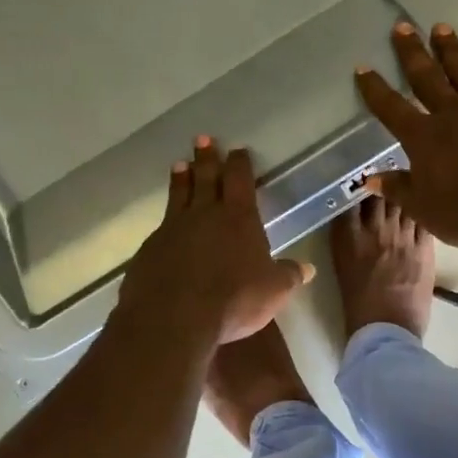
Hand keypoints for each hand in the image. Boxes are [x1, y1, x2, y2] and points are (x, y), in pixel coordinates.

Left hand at [119, 138, 313, 344]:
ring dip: (181, 179)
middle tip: (203, 139)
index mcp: (238, 218)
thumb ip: (289, 276)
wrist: (174, 317)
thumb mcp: (273, 290)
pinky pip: (161, 225)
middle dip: (207, 158)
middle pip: (206, 178)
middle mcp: (204, 215)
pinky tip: (164, 222)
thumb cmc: (234, 299)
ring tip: (180, 164)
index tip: (239, 150)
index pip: (240, 180)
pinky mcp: (150, 249)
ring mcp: (172, 229)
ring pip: (179, 196)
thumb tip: (308, 268)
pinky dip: (166, 217)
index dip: (240, 163)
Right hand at [356, 23, 457, 248]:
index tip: (362, 67)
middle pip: (426, 77)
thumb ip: (398, 189)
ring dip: (450, 49)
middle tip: (402, 27)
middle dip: (412, 53)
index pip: (391, 108)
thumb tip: (370, 179)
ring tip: (441, 28)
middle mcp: (450, 115)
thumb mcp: (425, 209)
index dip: (374, 89)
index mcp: (423, 138)